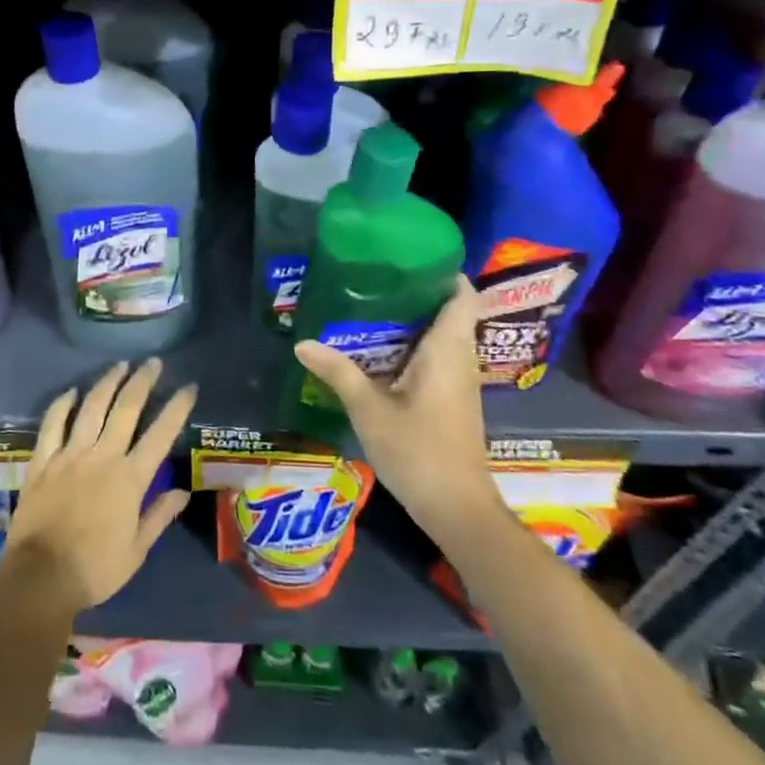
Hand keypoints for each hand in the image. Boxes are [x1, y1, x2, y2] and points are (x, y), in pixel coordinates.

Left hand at [1, 359, 194, 616]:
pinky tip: (71, 391)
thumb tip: (182, 491)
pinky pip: (52, 424)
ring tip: (120, 365)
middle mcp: (102, 456)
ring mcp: (69, 455)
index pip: (161, 434)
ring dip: (107, 383)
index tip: (189, 387)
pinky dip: (61, 405)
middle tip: (153, 363)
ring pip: (91, 408)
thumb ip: (158, 516)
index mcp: (130, 478)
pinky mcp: (42, 461)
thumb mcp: (136, 551)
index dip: (177, 408)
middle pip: (126, 409)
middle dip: (142, 382)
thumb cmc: (94, 570)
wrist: (40, 579)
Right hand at [294, 277, 501, 533]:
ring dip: (413, 321)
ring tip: (371, 305)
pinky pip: (436, 358)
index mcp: (448, 349)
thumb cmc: (418, 451)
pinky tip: (380, 351)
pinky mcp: (452, 401)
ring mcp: (459, 382)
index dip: (444, 271)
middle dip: (416, 292)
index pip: (462, 295)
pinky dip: (413, 346)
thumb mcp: (369, 409)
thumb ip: (338, 372)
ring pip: (442, 336)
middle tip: (375, 277)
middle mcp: (460, 359)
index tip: (410, 256)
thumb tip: (302, 343)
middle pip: (449, 311)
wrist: (457, 509)